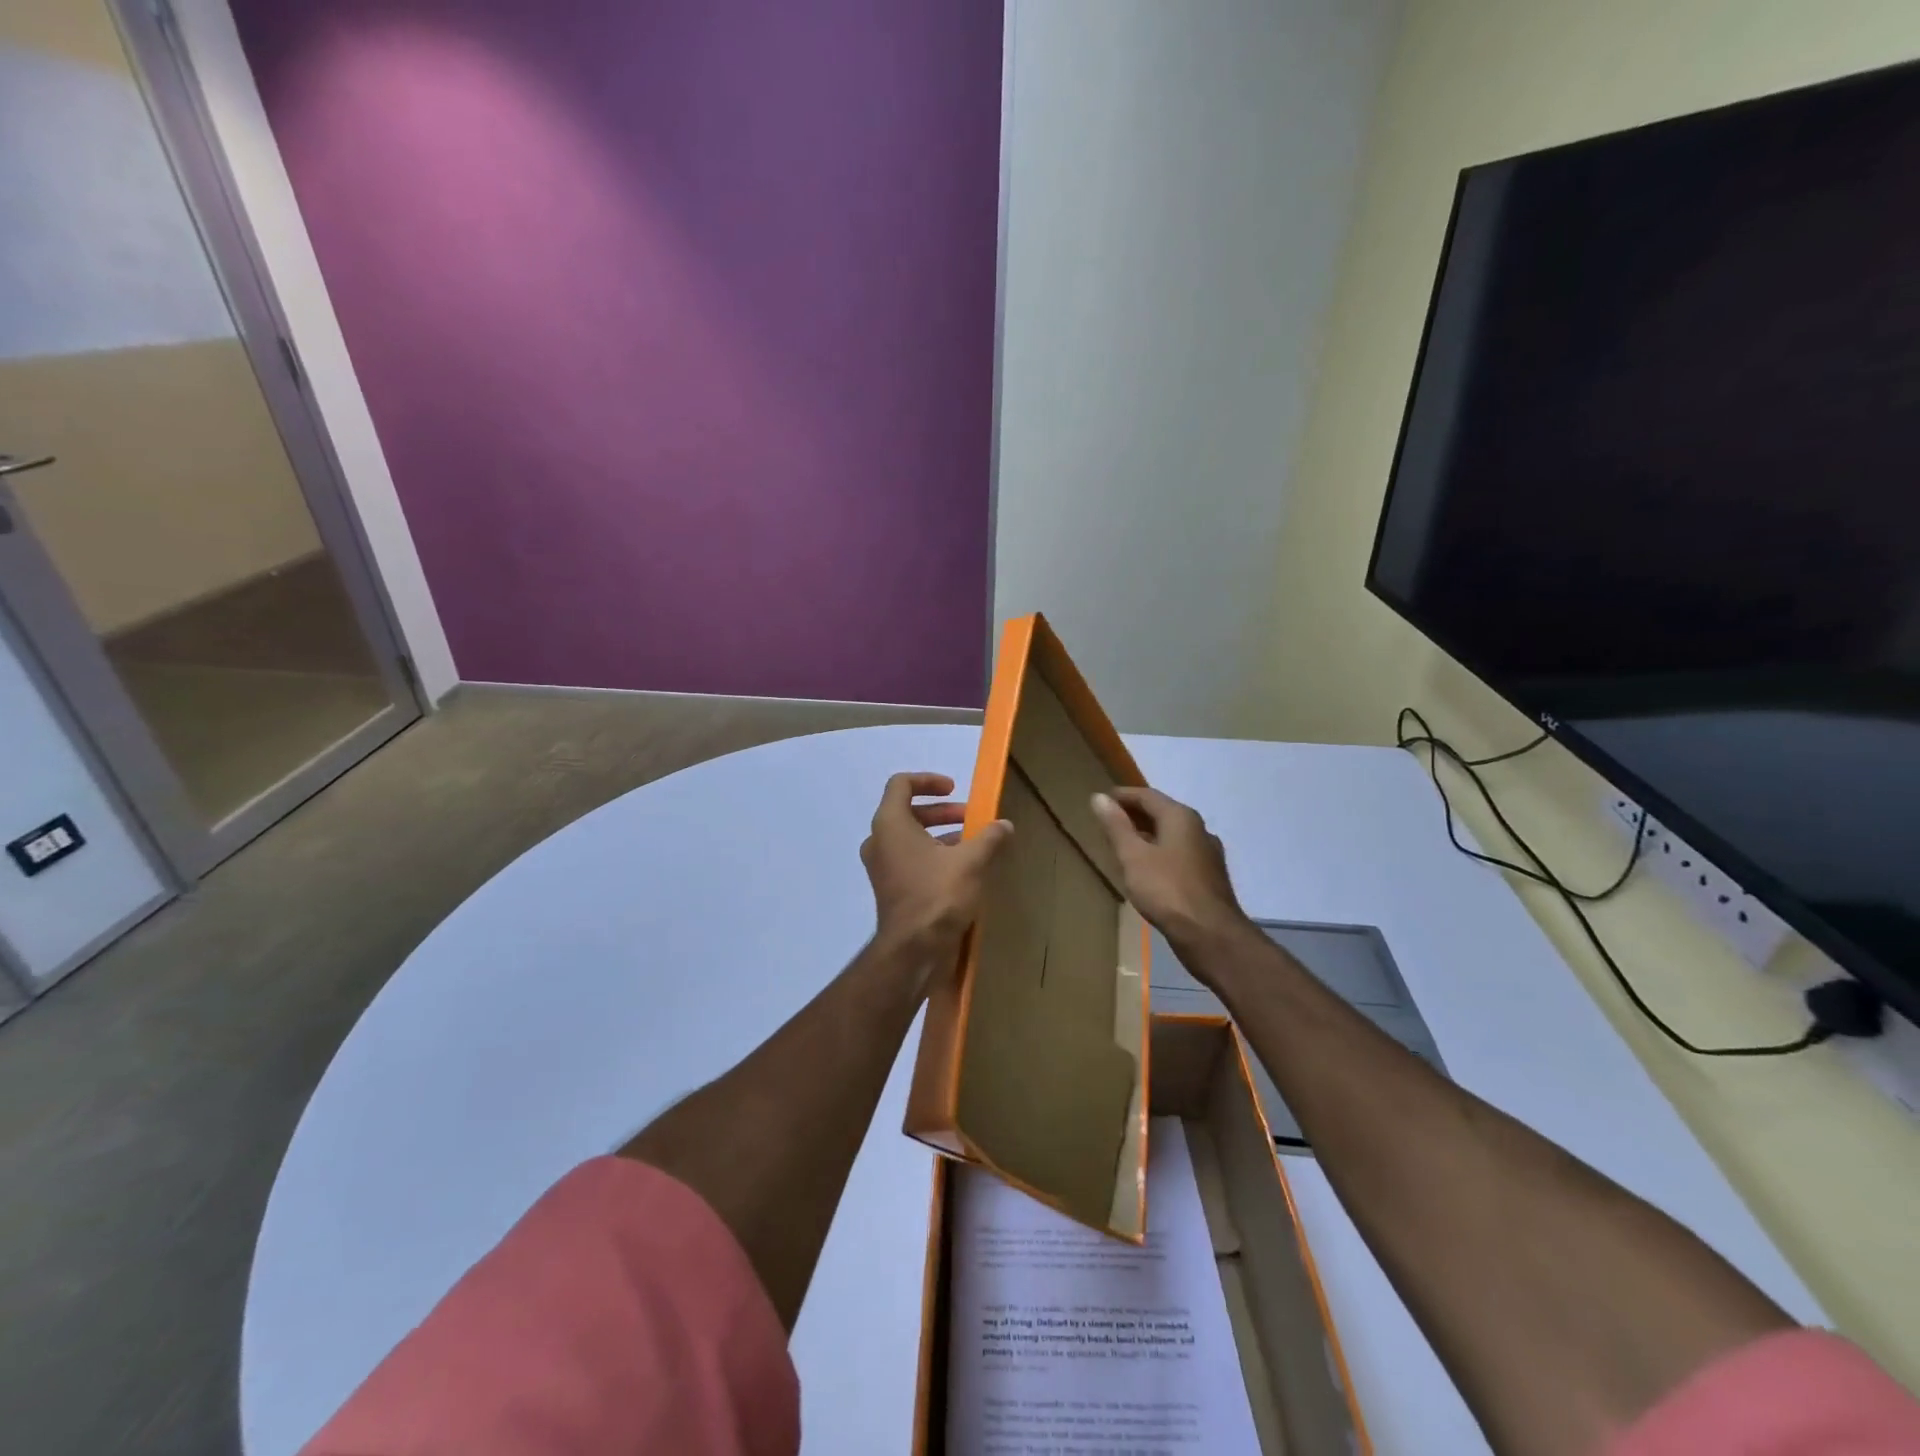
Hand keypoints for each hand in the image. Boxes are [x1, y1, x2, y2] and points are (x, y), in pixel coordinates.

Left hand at [861, 773, 1011, 969]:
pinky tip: (962, 870)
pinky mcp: (890, 888)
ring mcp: (881, 866)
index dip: (929, 780)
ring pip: (910, 838)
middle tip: (970, 818)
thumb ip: (989, 837)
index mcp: (891, 824)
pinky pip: (910, 859)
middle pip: (907, 811)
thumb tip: (1004, 825)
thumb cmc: (938, 894)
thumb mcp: (971, 861)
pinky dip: (933, 855)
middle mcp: (879, 841)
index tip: (954, 789)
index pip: (901, 784)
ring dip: (940, 835)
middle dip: (941, 811)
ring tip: (972, 844)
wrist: (914, 950)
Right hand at [1091, 787, 1253, 963]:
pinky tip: (1147, 869)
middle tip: (1108, 821)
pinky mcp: (1209, 877)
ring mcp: (1207, 854)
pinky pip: (1179, 855)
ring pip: (1171, 835)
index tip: (1101, 800)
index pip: (1147, 795)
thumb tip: (1098, 797)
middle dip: (1134, 815)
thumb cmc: (1167, 890)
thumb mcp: (1133, 856)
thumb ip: (1116, 826)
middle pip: (1162, 813)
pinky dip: (1159, 853)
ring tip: (1123, 844)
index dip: (1122, 796)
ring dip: (1147, 835)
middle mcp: (1199, 829)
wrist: (1210, 935)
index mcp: (1181, 817)